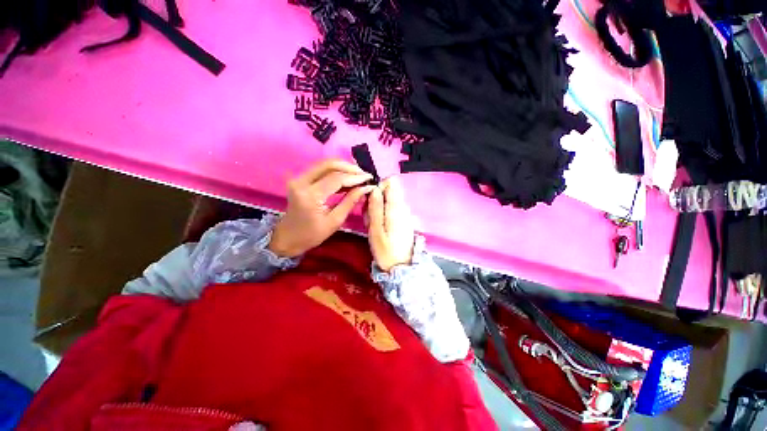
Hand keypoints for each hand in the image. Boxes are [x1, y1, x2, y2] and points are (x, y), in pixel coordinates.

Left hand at [269, 159, 373, 256]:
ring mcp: (298, 178)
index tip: (369, 179)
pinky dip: (335, 171)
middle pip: (329, 165)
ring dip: (343, 167)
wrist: (288, 237)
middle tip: (364, 174)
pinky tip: (347, 178)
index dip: (355, 177)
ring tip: (358, 176)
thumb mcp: (335, 221)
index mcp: (310, 196)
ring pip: (324, 164)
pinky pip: (320, 170)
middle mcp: (302, 182)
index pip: (336, 179)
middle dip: (349, 167)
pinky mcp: (300, 179)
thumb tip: (366, 188)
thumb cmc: (312, 234)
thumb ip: (350, 201)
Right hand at [367, 177, 415, 271]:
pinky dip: (383, 214)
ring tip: (373, 223)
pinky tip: (379, 227)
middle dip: (376, 198)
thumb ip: (375, 207)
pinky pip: (392, 209)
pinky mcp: (404, 219)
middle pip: (389, 190)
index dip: (378, 186)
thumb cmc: (386, 251)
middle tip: (369, 215)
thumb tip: (374, 188)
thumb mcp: (375, 230)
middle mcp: (403, 207)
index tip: (369, 198)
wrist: (402, 267)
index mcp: (396, 207)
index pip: (391, 182)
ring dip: (378, 207)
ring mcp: (405, 213)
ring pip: (389, 200)